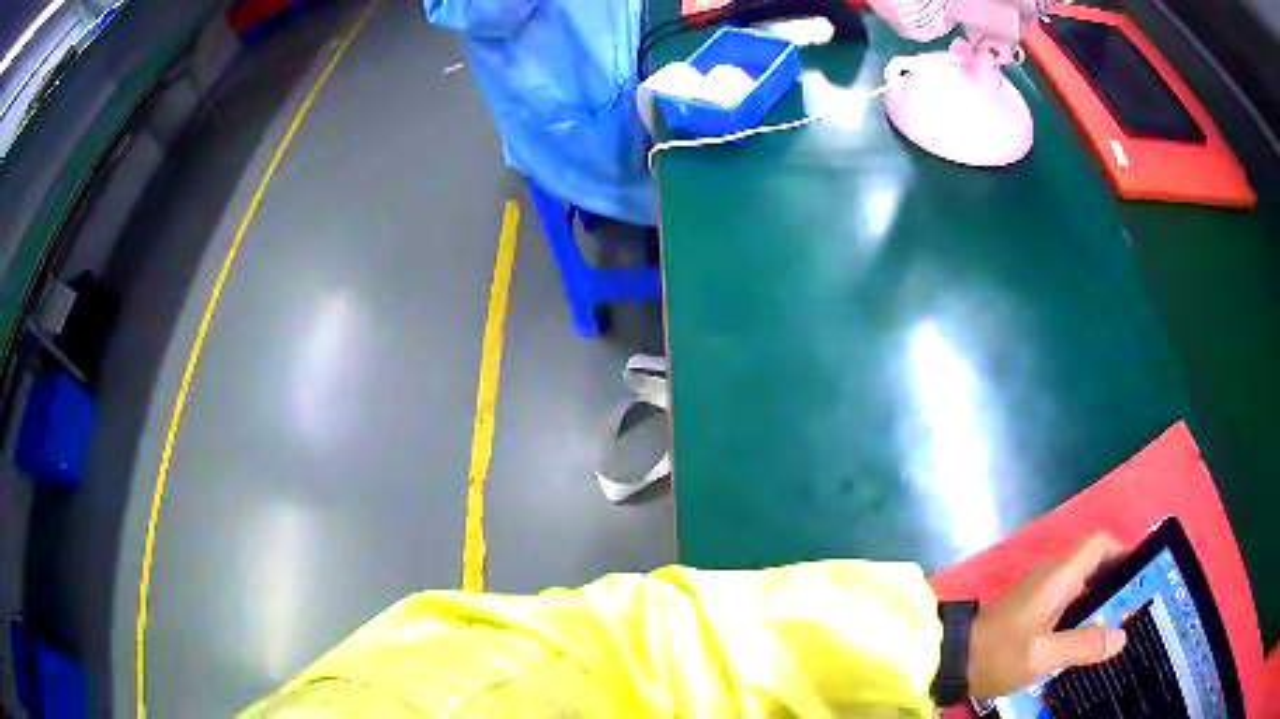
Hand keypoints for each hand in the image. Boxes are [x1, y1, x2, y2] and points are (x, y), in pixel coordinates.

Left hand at [967, 533, 1128, 698]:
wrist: (951, 662)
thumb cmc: (999, 654)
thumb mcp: (1043, 654)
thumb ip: (1083, 645)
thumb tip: (1122, 637)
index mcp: (1058, 576)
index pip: (1099, 544)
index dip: (1123, 552)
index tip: (1140, 576)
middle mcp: (1052, 577)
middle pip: (1094, 567)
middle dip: (1116, 584)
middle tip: (1135, 610)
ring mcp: (1040, 595)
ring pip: (1081, 590)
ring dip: (1100, 605)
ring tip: (1118, 628)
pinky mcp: (1031, 613)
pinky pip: (1066, 607)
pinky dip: (1082, 618)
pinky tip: (1088, 642)